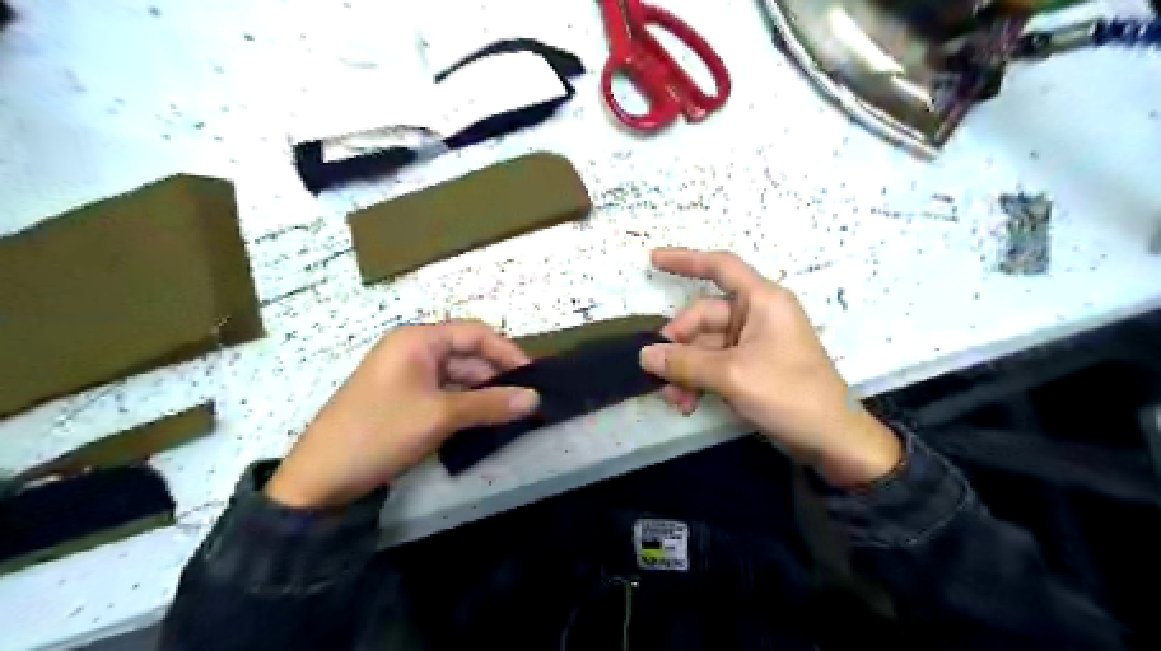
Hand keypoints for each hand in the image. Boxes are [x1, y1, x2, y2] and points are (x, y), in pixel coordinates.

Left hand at [267, 320, 539, 508]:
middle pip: (467, 354)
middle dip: (497, 376)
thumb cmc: (381, 432)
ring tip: (512, 413)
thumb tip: (535, 399)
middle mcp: (413, 351)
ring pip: (458, 377)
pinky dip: (466, 405)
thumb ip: (491, 404)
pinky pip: (444, 394)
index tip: (533, 377)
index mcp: (417, 340)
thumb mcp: (440, 416)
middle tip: (527, 400)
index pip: (475, 334)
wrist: (320, 479)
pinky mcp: (404, 400)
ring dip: (484, 393)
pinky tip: (485, 421)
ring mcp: (407, 376)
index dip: (507, 352)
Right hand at [638, 250, 900, 488]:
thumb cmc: (789, 394)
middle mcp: (757, 315)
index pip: (720, 267)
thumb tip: (645, 356)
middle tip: (659, 373)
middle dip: (679, 345)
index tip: (652, 259)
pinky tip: (687, 403)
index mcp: (762, 301)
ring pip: (704, 345)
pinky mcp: (751, 366)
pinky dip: (698, 380)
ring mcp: (754, 342)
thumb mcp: (732, 376)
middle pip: (703, 316)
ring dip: (685, 369)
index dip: (685, 260)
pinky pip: (714, 364)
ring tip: (675, 399)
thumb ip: (684, 363)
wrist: (831, 440)